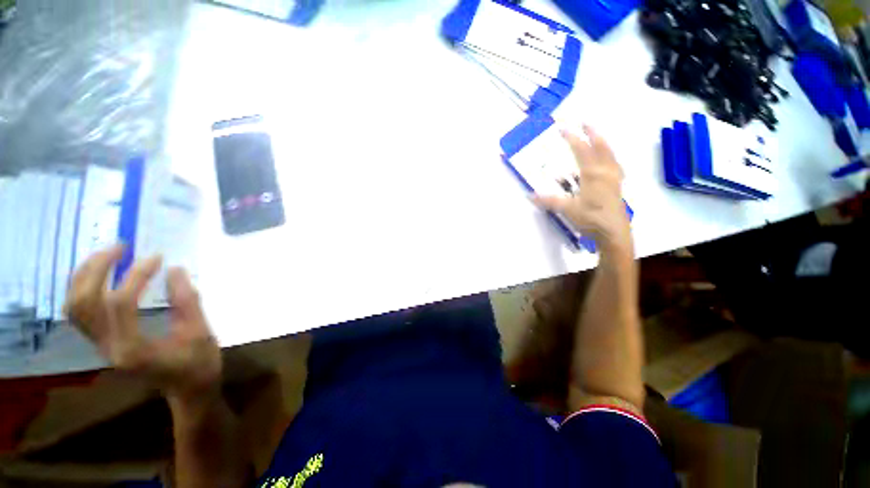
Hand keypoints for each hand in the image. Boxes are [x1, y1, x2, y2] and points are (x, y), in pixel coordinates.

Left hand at [65, 244, 220, 400]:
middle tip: (121, 247)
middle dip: (97, 269)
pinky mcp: (103, 342)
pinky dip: (85, 288)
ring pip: (75, 306)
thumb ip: (186, 301)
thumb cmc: (199, 364)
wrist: (187, 389)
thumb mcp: (200, 333)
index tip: (157, 258)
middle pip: (83, 303)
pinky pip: (81, 312)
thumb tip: (174, 269)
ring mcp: (101, 346)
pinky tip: (103, 274)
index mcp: (133, 350)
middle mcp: (108, 348)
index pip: (121, 304)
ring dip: (85, 276)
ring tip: (108, 255)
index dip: (136, 276)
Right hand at [533, 125, 631, 256]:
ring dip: (603, 142)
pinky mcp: (617, 186)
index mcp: (593, 174)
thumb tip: (530, 195)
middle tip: (585, 122)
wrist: (614, 232)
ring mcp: (614, 178)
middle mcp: (605, 172)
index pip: (582, 150)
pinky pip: (615, 164)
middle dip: (593, 133)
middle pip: (601, 147)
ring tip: (597, 136)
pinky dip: (610, 156)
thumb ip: (549, 201)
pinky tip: (608, 160)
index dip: (572, 138)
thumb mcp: (567, 209)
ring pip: (610, 154)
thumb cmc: (591, 219)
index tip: (563, 128)